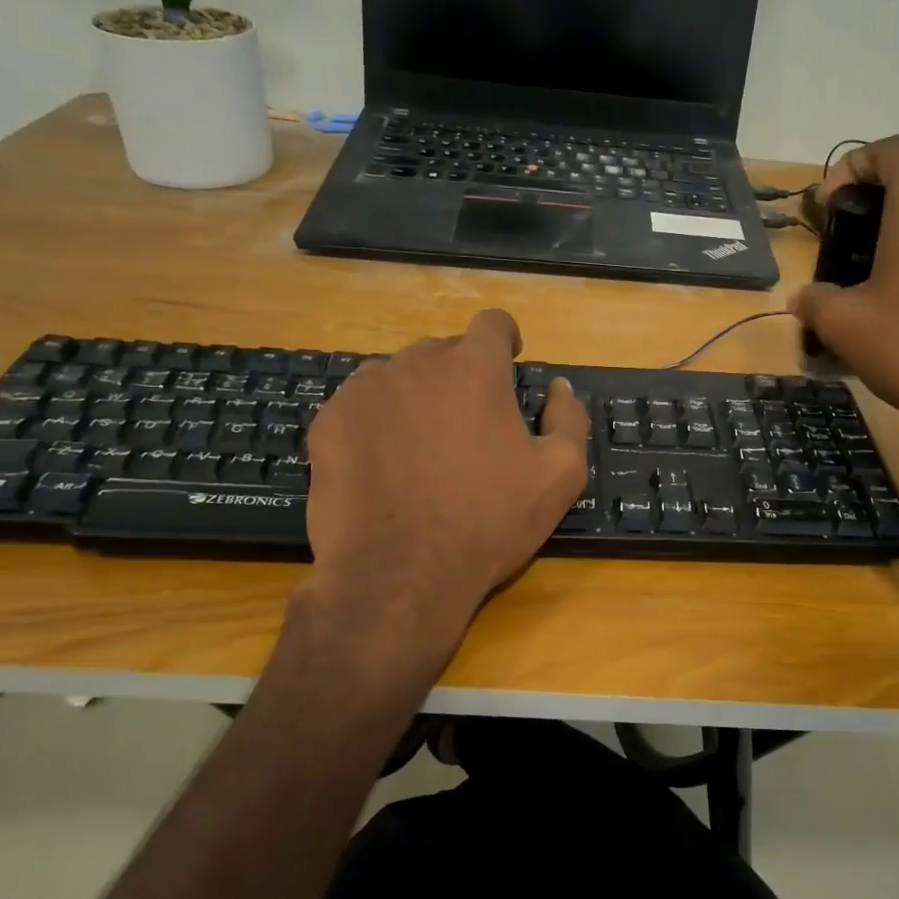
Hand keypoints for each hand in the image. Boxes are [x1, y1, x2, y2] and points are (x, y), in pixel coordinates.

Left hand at [304, 308, 589, 634]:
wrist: (398, 575)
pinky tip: (384, 463)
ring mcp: (365, 390)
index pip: (492, 323)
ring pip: (398, 375)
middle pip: (444, 351)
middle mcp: (416, 364)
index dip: (505, 339)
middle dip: (461, 375)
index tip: (509, 362)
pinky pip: (360, 404)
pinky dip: (377, 420)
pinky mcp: (329, 422)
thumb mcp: (559, 477)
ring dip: (416, 395)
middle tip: (469, 424)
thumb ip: (569, 420)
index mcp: (474, 369)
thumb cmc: (487, 523)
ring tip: (422, 445)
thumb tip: (559, 389)